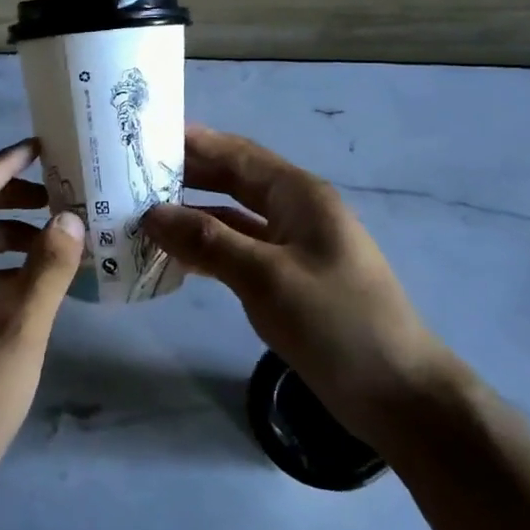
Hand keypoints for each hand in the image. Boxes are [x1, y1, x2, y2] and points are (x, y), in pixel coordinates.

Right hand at [143, 126, 447, 441]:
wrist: (398, 394)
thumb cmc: (337, 323)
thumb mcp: (266, 277)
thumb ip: (208, 241)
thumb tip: (151, 213)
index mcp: (298, 195)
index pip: (236, 154)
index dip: (192, 142)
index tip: (144, 135)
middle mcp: (294, 211)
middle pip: (232, 181)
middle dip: (186, 175)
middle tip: (131, 174)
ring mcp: (291, 246)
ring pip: (231, 218)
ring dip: (191, 215)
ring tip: (139, 212)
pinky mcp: (286, 279)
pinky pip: (237, 250)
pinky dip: (206, 249)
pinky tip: (172, 255)